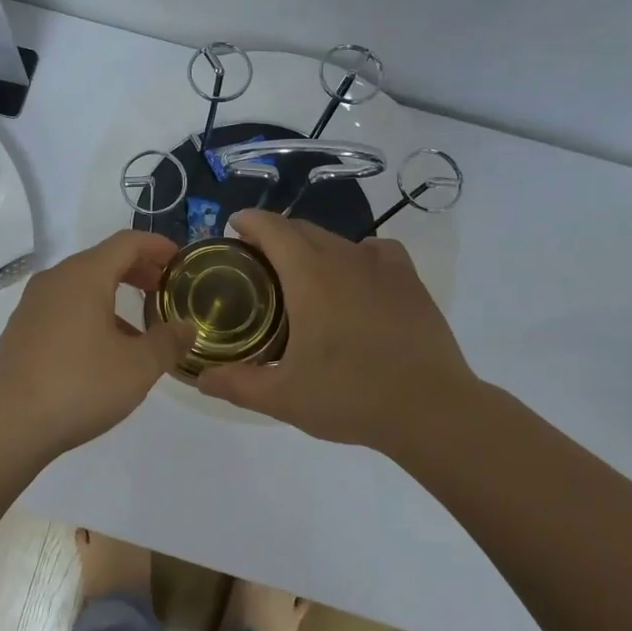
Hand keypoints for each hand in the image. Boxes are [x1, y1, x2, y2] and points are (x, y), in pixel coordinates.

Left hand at [0, 231, 195, 461]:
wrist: (4, 426)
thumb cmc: (78, 386)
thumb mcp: (137, 367)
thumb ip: (168, 342)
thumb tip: (186, 328)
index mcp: (84, 276)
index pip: (127, 242)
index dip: (158, 246)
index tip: (181, 261)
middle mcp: (55, 280)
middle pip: (103, 260)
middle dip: (138, 271)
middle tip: (165, 290)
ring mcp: (33, 305)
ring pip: (82, 286)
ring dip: (114, 296)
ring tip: (140, 329)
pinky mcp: (21, 331)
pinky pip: (64, 308)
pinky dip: (91, 314)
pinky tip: (104, 351)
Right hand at [197, 211, 478, 457]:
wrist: (431, 409)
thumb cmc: (350, 396)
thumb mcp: (282, 397)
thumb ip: (236, 384)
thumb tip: (200, 377)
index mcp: (309, 276)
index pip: (272, 228)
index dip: (249, 221)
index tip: (233, 228)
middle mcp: (344, 258)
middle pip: (302, 230)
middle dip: (275, 237)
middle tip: (258, 266)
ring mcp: (382, 266)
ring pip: (337, 240)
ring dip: (313, 248)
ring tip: (304, 278)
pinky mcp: (409, 280)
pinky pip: (375, 251)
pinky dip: (356, 256)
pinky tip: (356, 281)